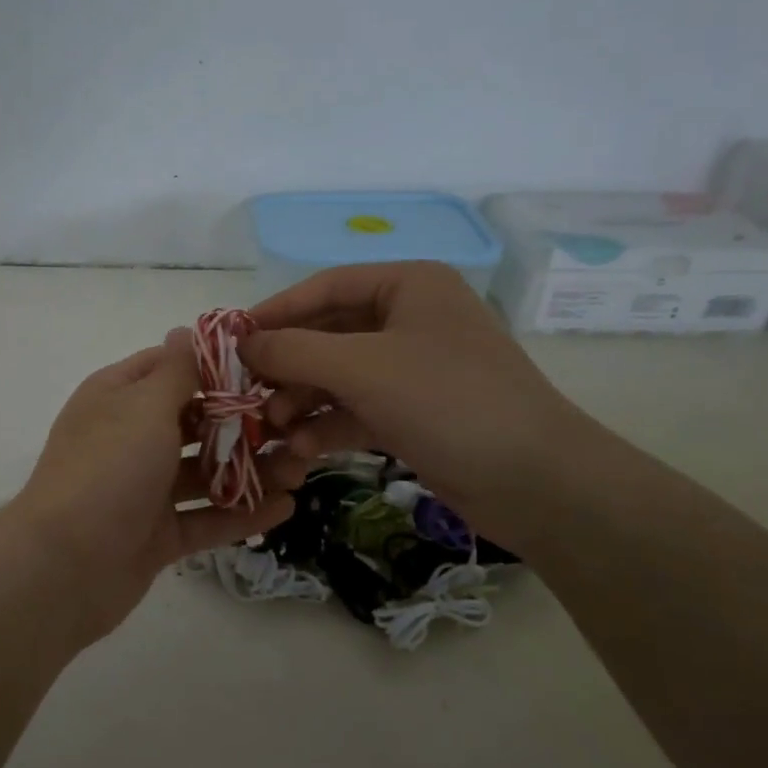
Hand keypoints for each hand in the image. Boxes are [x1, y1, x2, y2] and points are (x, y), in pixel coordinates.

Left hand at [4, 330, 300, 644]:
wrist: (64, 567)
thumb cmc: (108, 469)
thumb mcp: (144, 407)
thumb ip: (176, 371)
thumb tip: (185, 329)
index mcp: (118, 398)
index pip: (170, 367)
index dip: (216, 365)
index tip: (268, 367)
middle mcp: (130, 438)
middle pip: (194, 422)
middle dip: (244, 424)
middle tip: (296, 427)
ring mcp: (143, 490)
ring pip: (205, 473)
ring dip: (250, 470)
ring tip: (301, 470)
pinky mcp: (156, 535)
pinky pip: (205, 518)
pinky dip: (240, 513)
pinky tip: (285, 508)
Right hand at [241, 262, 605, 546]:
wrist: (537, 481)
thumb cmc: (448, 401)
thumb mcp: (362, 368)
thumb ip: (294, 351)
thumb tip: (242, 343)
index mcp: (407, 285)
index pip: (323, 288)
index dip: (274, 313)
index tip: (230, 342)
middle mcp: (409, 319)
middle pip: (326, 335)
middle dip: (287, 368)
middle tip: (248, 395)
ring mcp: (412, 368)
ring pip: (337, 376)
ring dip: (302, 401)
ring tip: (273, 429)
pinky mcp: (414, 412)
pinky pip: (356, 408)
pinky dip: (328, 426)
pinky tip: (303, 450)